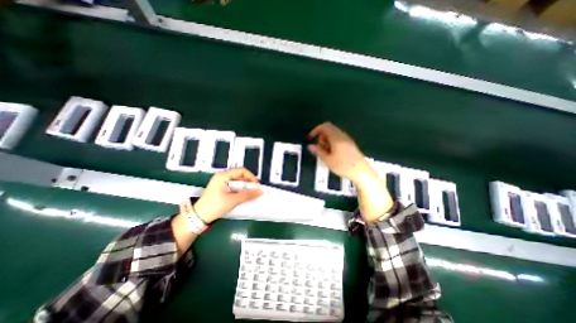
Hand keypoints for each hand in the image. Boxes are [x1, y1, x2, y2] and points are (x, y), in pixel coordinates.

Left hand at [193, 168, 264, 222]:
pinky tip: (243, 195)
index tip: (257, 185)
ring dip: (245, 186)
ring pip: (238, 180)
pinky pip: (234, 185)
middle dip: (249, 182)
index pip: (242, 171)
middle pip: (240, 175)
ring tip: (250, 193)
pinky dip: (240, 189)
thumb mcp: (233, 200)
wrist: (198, 217)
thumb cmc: (214, 206)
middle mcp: (222, 176)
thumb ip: (248, 195)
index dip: (251, 177)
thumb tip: (260, 191)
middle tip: (255, 190)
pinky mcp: (221, 187)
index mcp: (223, 175)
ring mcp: (221, 181)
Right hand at [311, 123, 373, 185]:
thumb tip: (310, 146)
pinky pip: (339, 138)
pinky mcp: (350, 144)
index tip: (311, 138)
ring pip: (334, 134)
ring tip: (326, 152)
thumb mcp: (328, 160)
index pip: (325, 126)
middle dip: (321, 136)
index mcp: (336, 138)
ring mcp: (347, 139)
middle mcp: (342, 136)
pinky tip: (333, 153)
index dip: (316, 130)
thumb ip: (318, 151)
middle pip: (329, 129)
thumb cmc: (343, 166)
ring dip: (327, 140)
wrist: (361, 172)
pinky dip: (332, 142)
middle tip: (319, 147)